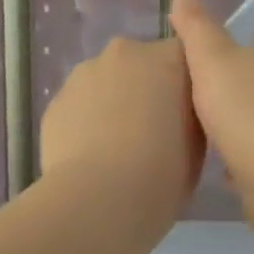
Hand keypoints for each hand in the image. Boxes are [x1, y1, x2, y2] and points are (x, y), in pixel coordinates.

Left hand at [39, 36, 204, 231]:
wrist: (100, 200)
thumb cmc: (163, 172)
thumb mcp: (198, 145)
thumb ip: (189, 116)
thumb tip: (177, 114)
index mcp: (168, 59)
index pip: (185, 56)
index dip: (186, 85)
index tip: (187, 114)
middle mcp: (124, 53)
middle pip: (141, 64)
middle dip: (147, 89)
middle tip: (153, 132)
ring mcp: (84, 74)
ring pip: (106, 83)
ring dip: (114, 105)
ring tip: (118, 149)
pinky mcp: (55, 102)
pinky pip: (80, 107)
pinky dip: (87, 124)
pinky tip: (92, 158)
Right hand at [169, 0, 253, 234]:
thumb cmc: (247, 108)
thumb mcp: (212, 58)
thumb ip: (197, 29)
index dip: (251, 42)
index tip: (222, 53)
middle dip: (244, 85)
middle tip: (205, 92)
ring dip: (244, 124)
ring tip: (208, 129)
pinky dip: (246, 160)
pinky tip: (222, 169)